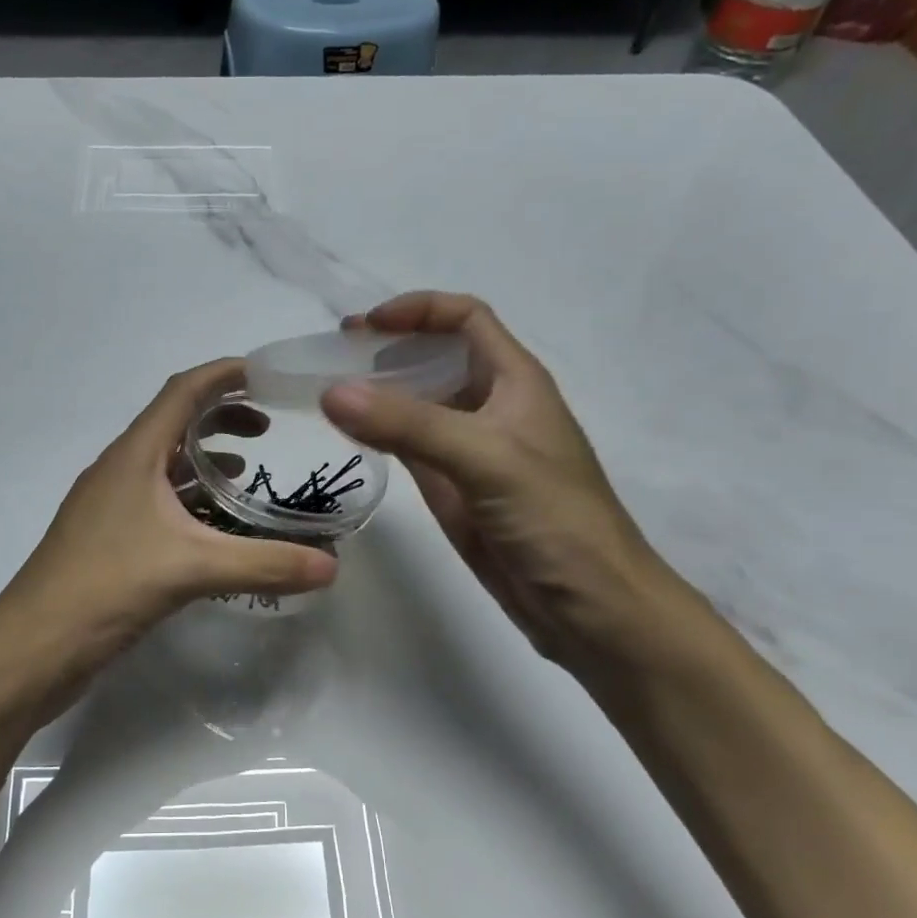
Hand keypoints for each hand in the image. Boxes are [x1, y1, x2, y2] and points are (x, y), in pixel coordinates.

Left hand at [1, 359, 337, 671]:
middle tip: (268, 430)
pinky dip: (190, 501)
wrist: (31, 647)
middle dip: (221, 417)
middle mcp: (119, 471)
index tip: (269, 375)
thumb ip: (264, 564)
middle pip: (174, 424)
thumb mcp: (192, 570)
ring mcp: (110, 507)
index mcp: (133, 456)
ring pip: (164, 466)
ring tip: (250, 472)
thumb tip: (332, 567)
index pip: (182, 391)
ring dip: (205, 460)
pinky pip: (157, 503)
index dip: (225, 375)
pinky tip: (214, 527)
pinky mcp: (108, 541)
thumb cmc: (105, 588)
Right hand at [320, 292, 674, 668]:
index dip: (417, 310)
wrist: (589, 607)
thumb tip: (331, 392)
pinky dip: (378, 435)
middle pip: (434, 357)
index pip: (465, 319)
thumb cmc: (555, 520)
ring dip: (377, 393)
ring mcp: (469, 450)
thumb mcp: (485, 459)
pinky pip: (409, 448)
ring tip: (327, 393)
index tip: (364, 325)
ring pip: (417, 404)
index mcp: (514, 380)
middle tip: (331, 357)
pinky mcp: (453, 489)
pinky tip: (348, 435)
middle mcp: (490, 406)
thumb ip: (408, 424)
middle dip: (386, 350)